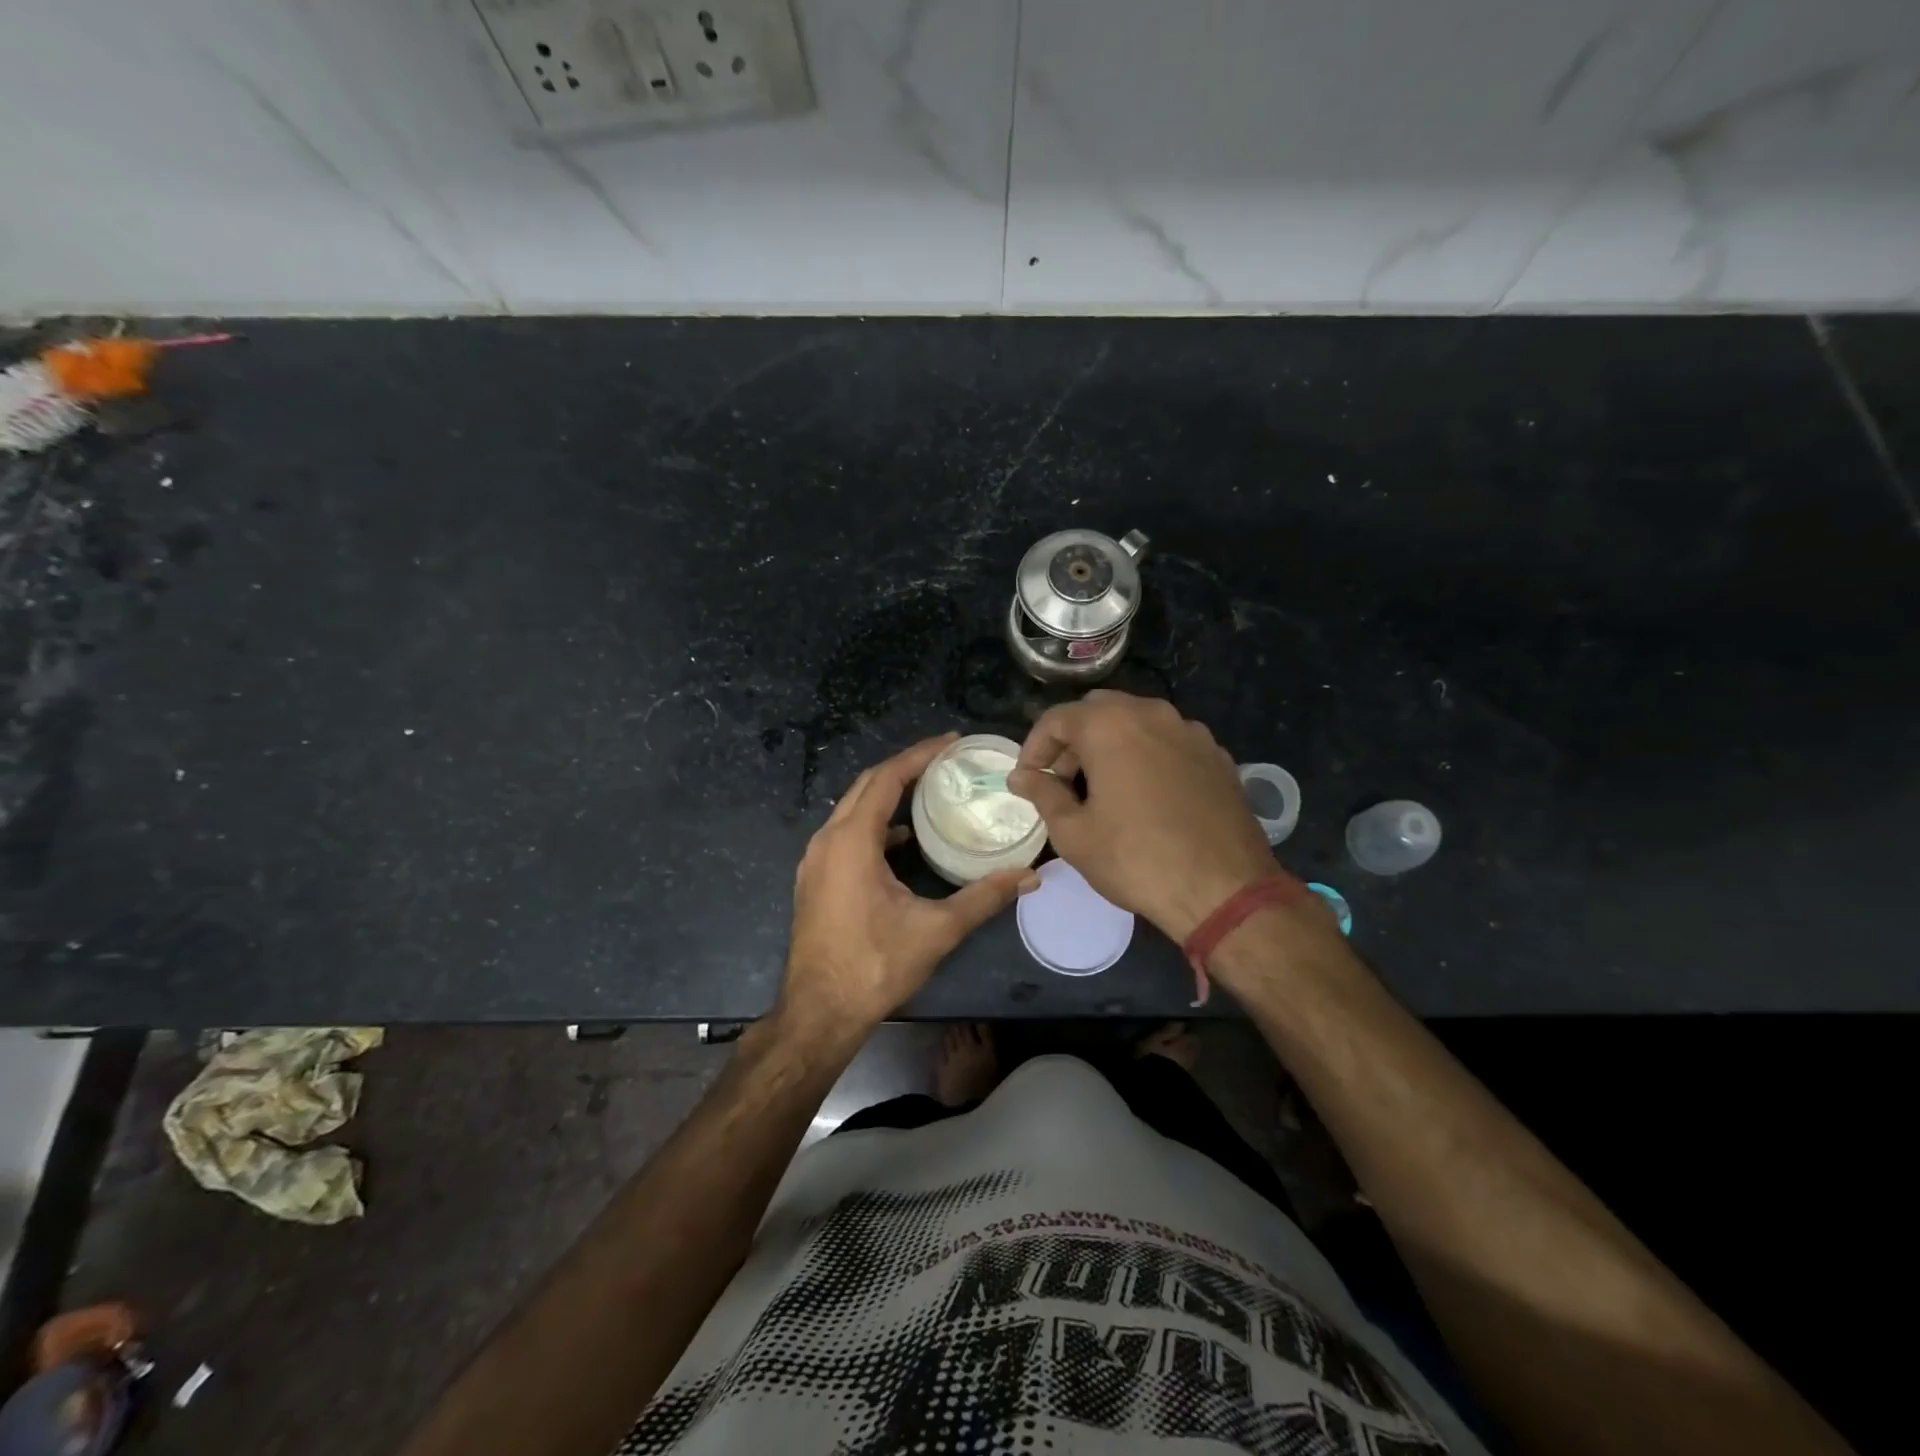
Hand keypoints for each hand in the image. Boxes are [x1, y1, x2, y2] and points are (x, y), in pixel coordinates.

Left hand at [782, 734, 1034, 1037]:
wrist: (818, 1012)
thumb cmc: (875, 965)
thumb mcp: (936, 929)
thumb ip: (984, 898)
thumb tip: (1030, 876)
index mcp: (852, 841)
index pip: (886, 779)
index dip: (919, 755)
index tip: (952, 741)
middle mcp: (827, 840)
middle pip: (866, 786)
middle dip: (905, 767)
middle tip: (945, 759)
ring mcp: (815, 860)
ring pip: (852, 809)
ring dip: (887, 794)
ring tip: (927, 789)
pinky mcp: (814, 880)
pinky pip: (845, 833)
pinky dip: (874, 824)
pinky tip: (902, 841)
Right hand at [1009, 691, 1282, 942]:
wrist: (1224, 888)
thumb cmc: (1136, 859)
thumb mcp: (1074, 833)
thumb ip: (1043, 794)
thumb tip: (1021, 777)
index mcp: (1110, 725)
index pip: (1056, 718)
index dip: (1034, 747)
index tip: (1028, 779)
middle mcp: (1152, 714)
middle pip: (1098, 711)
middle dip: (1073, 740)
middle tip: (1062, 781)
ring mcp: (1190, 731)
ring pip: (1137, 722)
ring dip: (1111, 745)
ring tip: (1102, 788)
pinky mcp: (1216, 755)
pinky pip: (1169, 742)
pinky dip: (1147, 756)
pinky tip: (1146, 795)